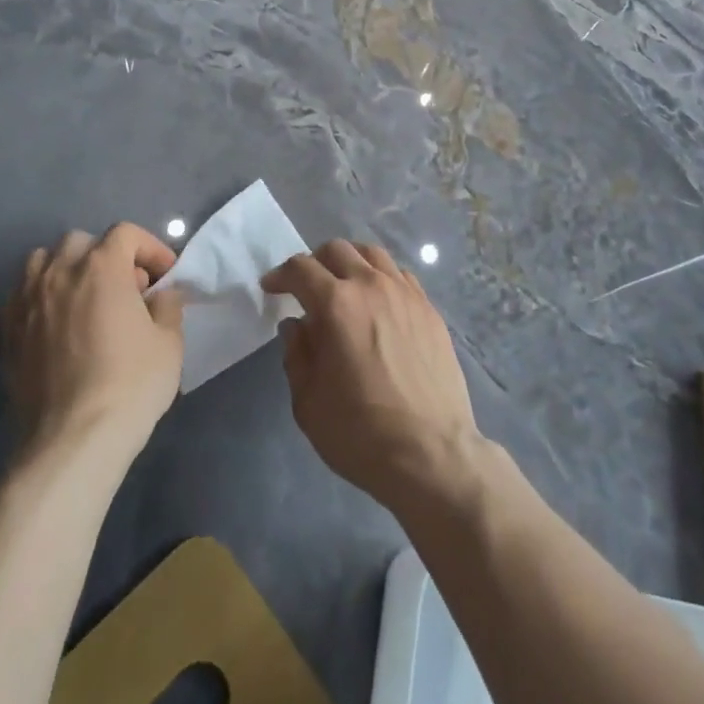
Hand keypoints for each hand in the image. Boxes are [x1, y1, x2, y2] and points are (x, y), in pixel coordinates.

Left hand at [3, 223, 184, 460]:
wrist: (73, 441)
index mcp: (101, 267)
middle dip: (106, 256)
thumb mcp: (169, 341)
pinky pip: (22, 296)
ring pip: (42, 262)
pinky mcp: (7, 333)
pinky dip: (41, 298)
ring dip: (66, 270)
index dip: (150, 248)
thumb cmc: (130, 384)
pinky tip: (56, 326)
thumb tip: (160, 294)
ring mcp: (27, 302)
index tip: (164, 277)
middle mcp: (59, 273)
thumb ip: (167, 305)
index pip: (126, 233)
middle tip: (126, 289)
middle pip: (81, 242)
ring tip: (84, 300)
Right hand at [262, 239, 482, 512]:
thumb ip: (297, 355)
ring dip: (350, 262)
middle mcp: (371, 286)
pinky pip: (400, 275)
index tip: (271, 287)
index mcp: (336, 304)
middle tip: (306, 287)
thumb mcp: (308, 402)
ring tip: (343, 285)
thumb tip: (296, 325)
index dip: (280, 275)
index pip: (301, 269)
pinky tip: (378, 302)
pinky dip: (381, 277)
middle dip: (314, 262)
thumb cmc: (361, 433)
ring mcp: (406, 294)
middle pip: (337, 250)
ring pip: (372, 254)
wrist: (431, 454)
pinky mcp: (429, 309)